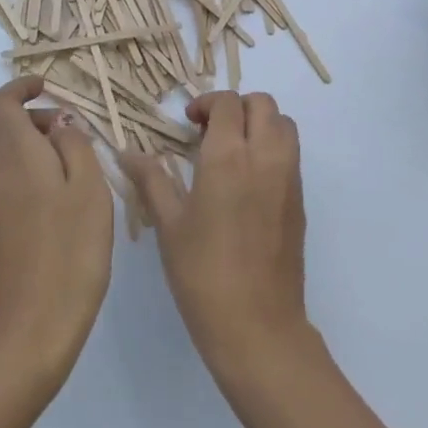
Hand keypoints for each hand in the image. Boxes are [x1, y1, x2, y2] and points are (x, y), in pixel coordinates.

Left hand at [0, 77, 113, 397]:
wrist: (27, 332)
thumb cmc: (71, 255)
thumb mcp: (90, 192)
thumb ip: (75, 146)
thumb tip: (59, 124)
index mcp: (15, 157)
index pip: (0, 103)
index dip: (20, 88)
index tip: (47, 89)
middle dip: (25, 119)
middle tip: (65, 135)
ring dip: (21, 148)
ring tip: (64, 169)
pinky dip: (16, 174)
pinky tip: (49, 203)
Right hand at [122, 91, 310, 369]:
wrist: (257, 324)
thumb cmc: (203, 274)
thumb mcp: (169, 225)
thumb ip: (151, 180)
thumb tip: (127, 153)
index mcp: (229, 157)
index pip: (227, 103)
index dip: (207, 103)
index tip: (188, 122)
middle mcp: (265, 157)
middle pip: (262, 104)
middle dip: (236, 106)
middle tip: (210, 130)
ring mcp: (288, 177)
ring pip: (283, 124)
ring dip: (259, 122)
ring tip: (232, 149)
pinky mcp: (300, 198)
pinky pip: (291, 152)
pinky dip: (272, 145)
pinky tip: (247, 178)